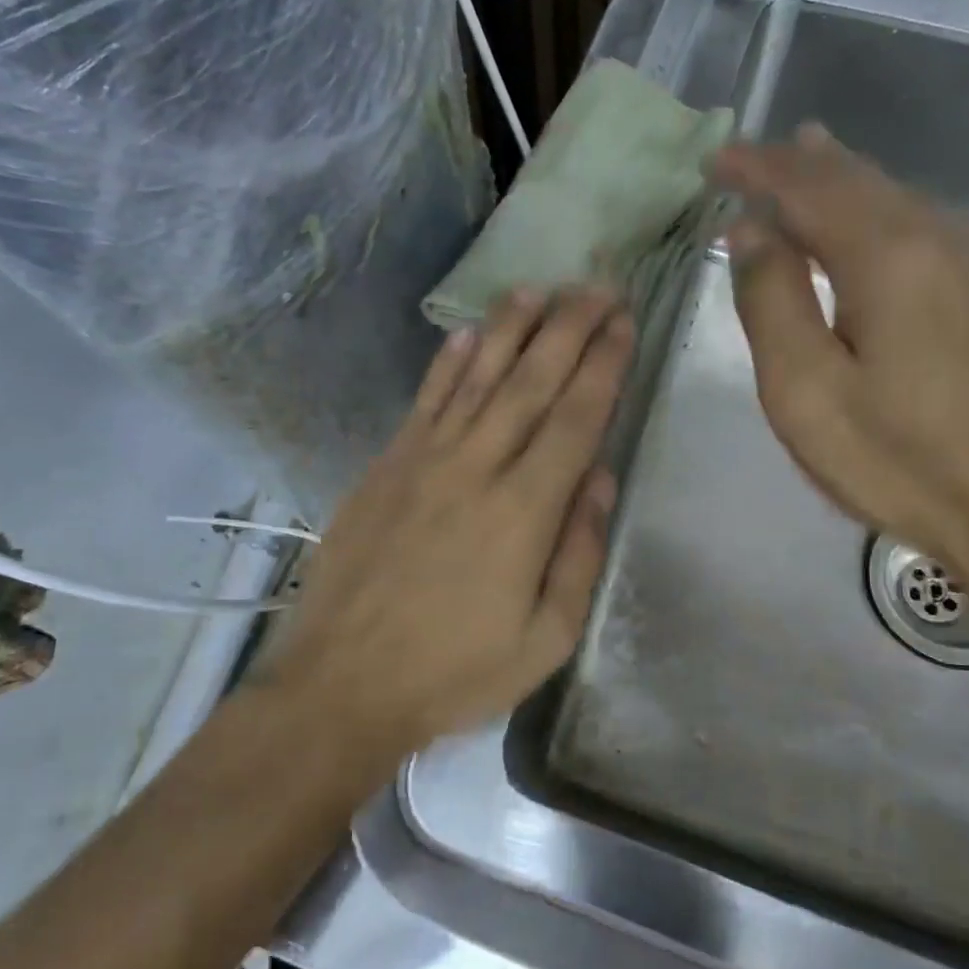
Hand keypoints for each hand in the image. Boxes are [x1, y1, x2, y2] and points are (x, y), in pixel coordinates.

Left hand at [272, 288, 631, 755]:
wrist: (344, 683)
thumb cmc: (455, 672)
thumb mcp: (545, 639)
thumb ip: (578, 554)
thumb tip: (600, 479)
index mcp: (524, 511)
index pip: (576, 419)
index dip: (604, 365)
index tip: (624, 322)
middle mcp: (476, 468)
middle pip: (531, 382)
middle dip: (569, 328)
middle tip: (597, 286)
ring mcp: (424, 461)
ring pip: (477, 377)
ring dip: (511, 328)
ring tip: (540, 289)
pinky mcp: (386, 467)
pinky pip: (424, 401)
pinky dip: (447, 362)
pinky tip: (467, 334)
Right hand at [714, 126, 968, 589]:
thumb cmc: (895, 459)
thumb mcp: (804, 390)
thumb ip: (771, 301)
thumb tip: (750, 231)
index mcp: (887, 257)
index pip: (809, 188)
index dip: (758, 169)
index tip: (715, 161)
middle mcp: (937, 243)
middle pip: (859, 181)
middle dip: (799, 163)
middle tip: (752, 156)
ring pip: (896, 199)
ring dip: (841, 179)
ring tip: (806, 158)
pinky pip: (920, 228)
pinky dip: (876, 210)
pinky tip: (866, 222)